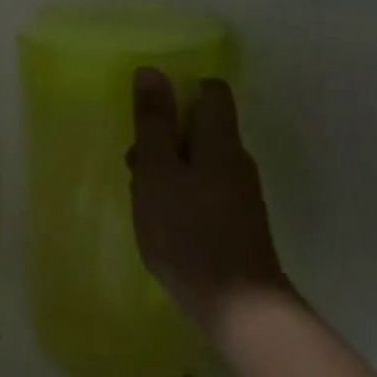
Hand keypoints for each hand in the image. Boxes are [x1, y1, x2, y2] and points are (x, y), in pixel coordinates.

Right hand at [129, 68, 289, 333]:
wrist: (238, 306)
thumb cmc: (188, 230)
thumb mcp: (157, 170)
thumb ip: (153, 122)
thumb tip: (152, 71)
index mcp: (220, 140)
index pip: (211, 92)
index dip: (180, 92)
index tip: (149, 113)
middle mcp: (237, 160)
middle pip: (202, 128)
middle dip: (166, 137)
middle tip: (136, 165)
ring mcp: (241, 194)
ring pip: (200, 162)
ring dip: (169, 169)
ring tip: (143, 197)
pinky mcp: (238, 223)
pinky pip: (205, 191)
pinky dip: (181, 194)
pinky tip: (163, 221)